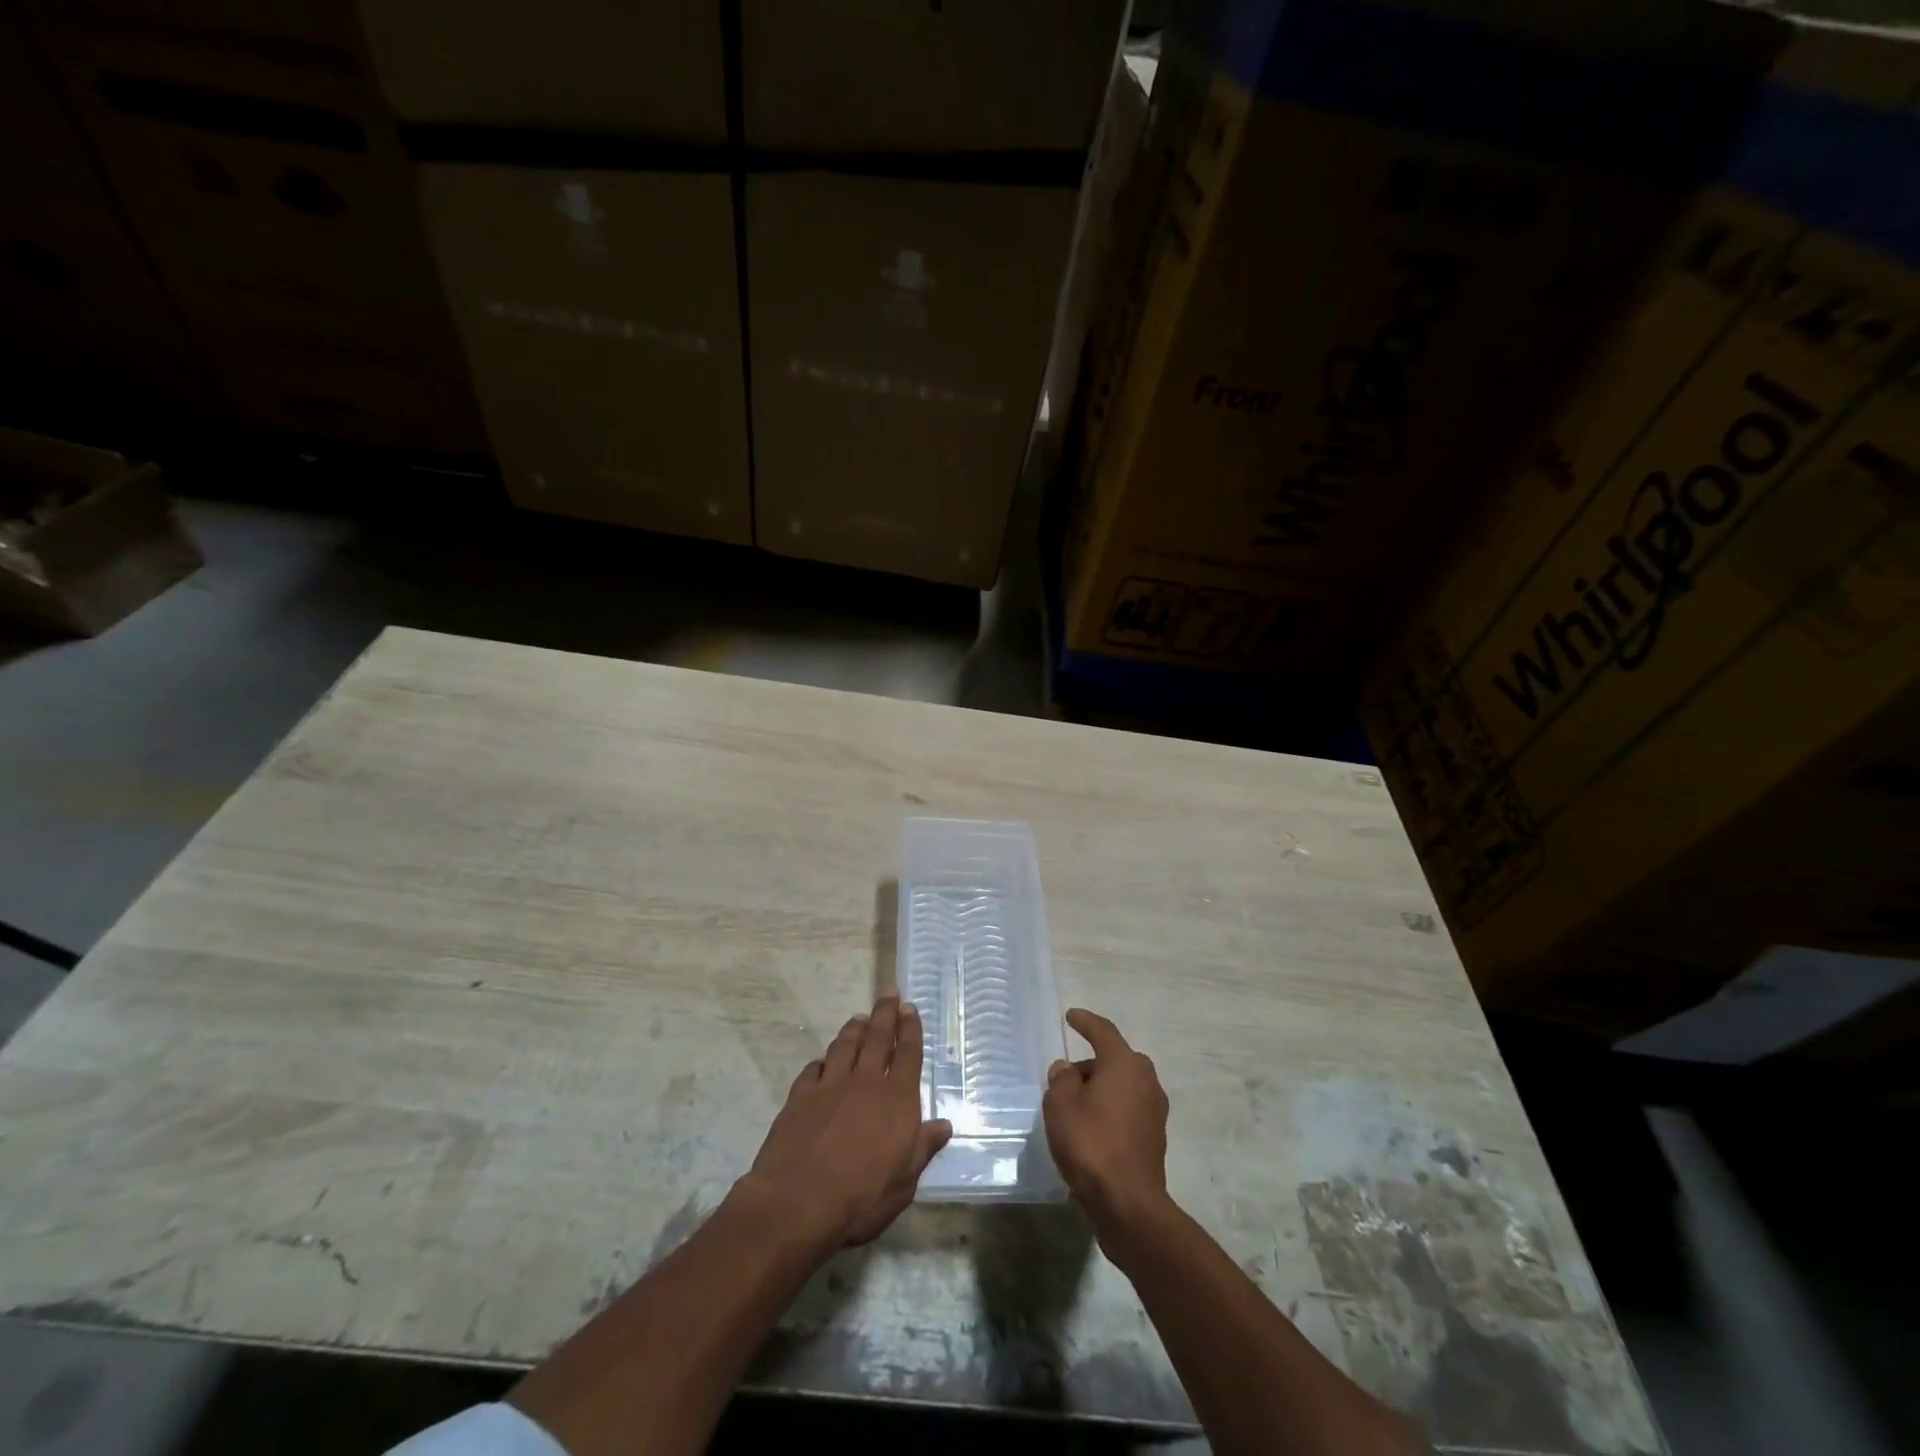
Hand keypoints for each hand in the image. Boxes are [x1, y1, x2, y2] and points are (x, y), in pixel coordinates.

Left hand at [743, 995, 951, 1247]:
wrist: (797, 1202)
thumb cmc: (861, 1198)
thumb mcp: (904, 1182)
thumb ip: (923, 1149)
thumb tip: (944, 1125)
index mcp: (897, 1100)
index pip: (908, 1054)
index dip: (910, 1029)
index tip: (910, 1008)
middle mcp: (865, 1083)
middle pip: (877, 1038)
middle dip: (885, 1015)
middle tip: (889, 996)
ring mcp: (830, 1086)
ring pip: (845, 1046)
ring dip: (854, 1029)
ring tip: (860, 1018)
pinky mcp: (800, 1096)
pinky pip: (814, 1069)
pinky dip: (822, 1060)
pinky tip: (823, 1060)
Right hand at [1043, 1008, 1169, 1228]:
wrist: (1128, 1203)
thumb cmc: (1091, 1143)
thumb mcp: (1061, 1105)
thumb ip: (1061, 1079)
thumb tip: (1067, 1070)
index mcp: (1124, 1063)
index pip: (1103, 1031)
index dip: (1085, 1021)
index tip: (1071, 1016)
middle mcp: (1146, 1079)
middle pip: (1114, 1059)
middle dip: (1090, 1064)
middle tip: (1065, 1078)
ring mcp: (1154, 1109)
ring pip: (1122, 1085)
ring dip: (1101, 1089)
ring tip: (1074, 1107)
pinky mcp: (1155, 1137)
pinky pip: (1128, 1109)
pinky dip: (1110, 1110)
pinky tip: (1091, 1129)